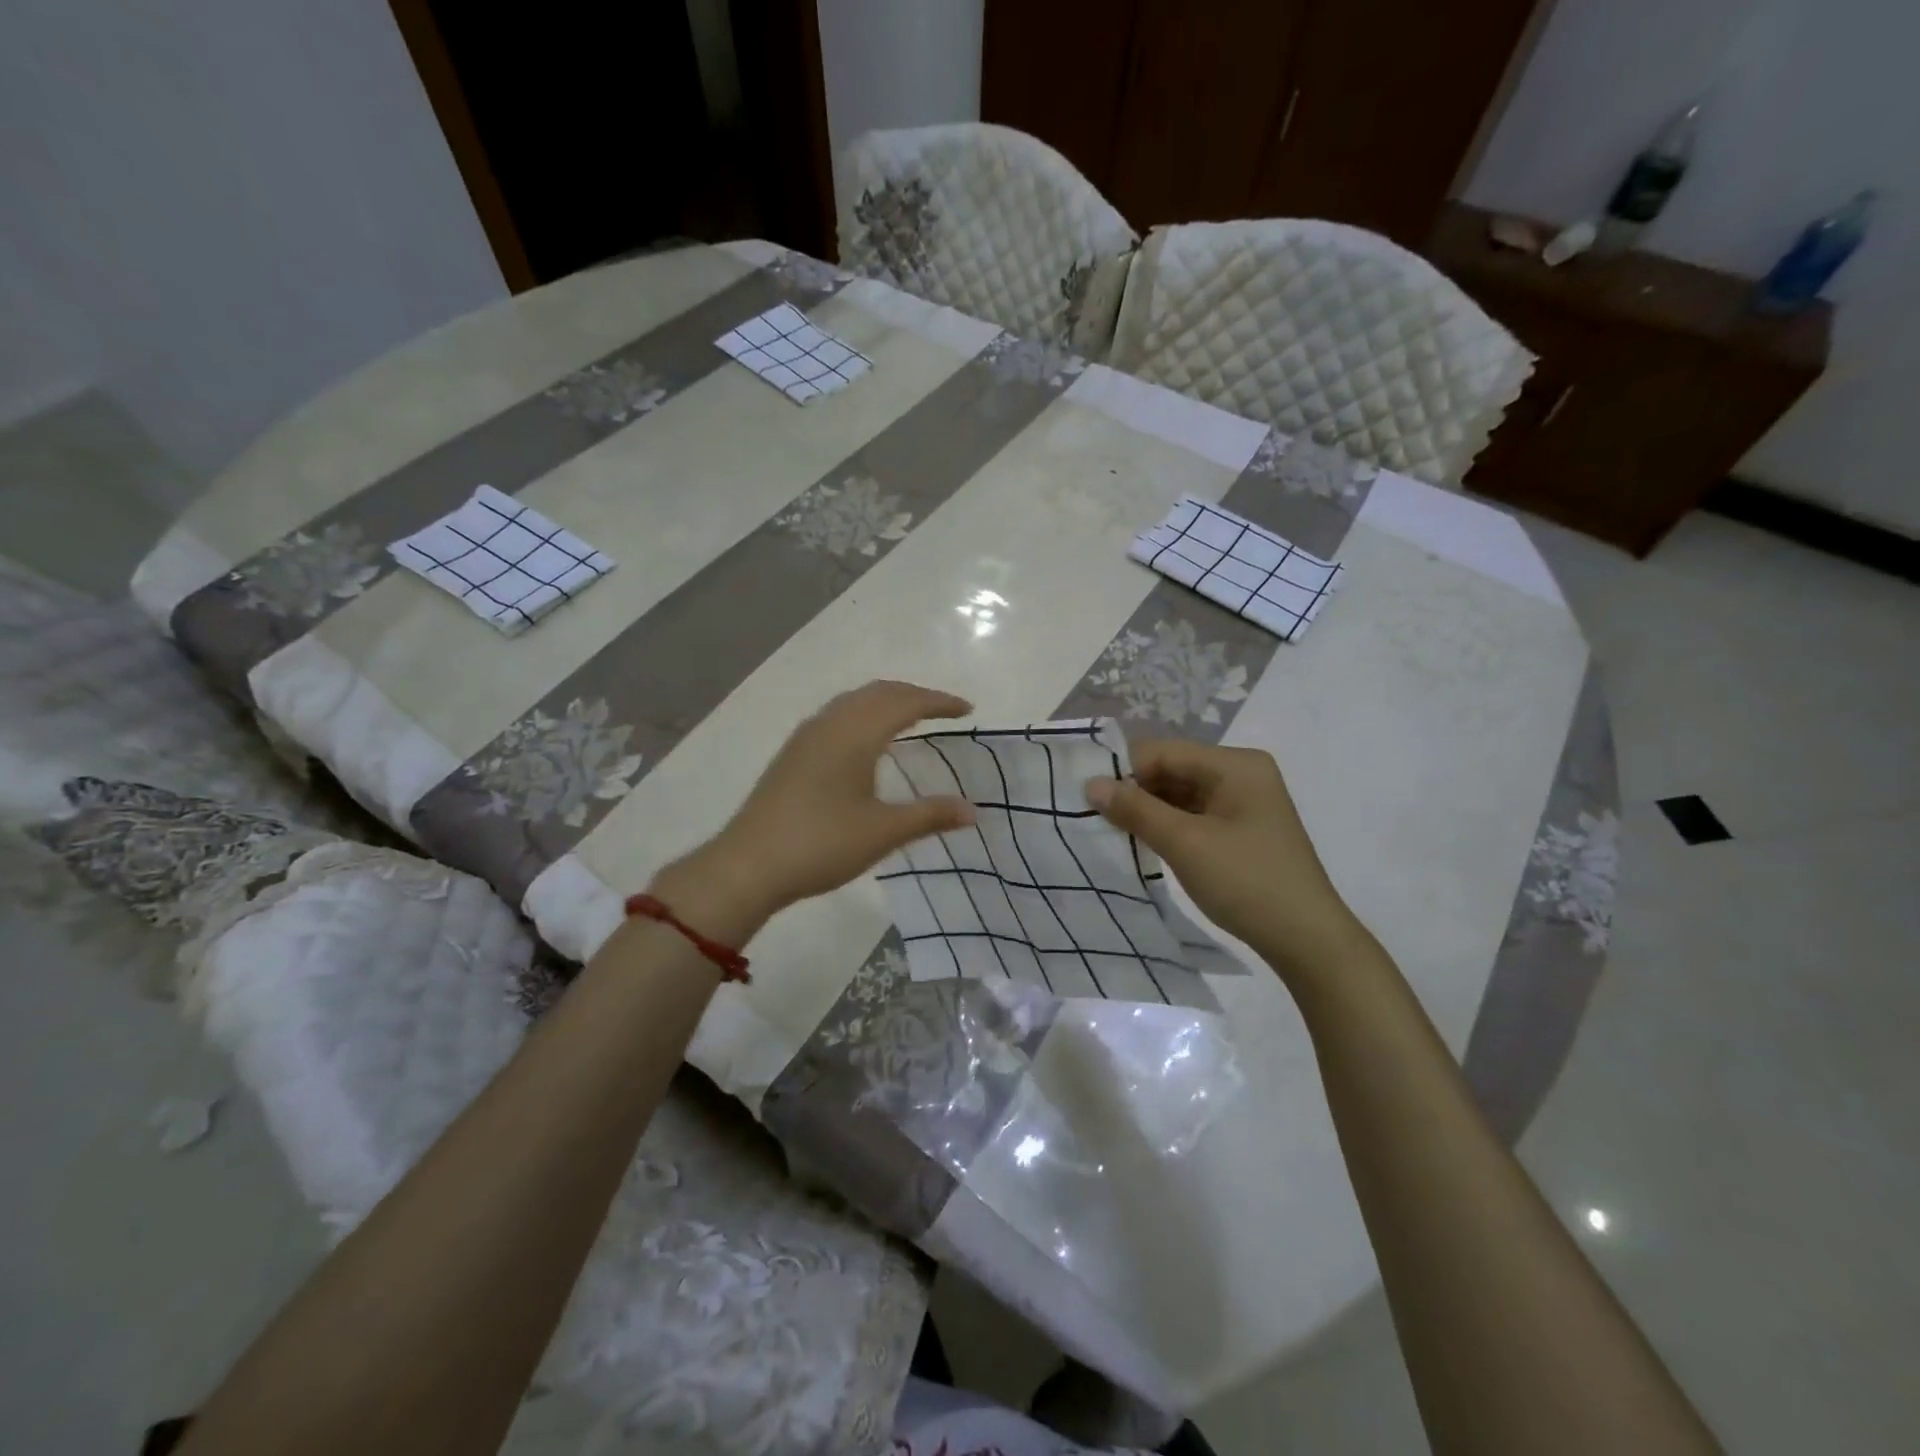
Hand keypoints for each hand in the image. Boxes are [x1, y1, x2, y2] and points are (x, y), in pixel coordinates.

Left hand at [664, 681, 975, 921]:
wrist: (749, 866)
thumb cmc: (821, 845)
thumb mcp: (883, 832)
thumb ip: (930, 816)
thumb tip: (973, 811)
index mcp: (855, 734)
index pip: (906, 702)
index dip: (939, 702)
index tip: (967, 710)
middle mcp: (830, 724)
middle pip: (878, 692)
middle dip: (914, 695)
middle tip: (944, 711)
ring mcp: (807, 737)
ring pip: (854, 701)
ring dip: (887, 702)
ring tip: (911, 719)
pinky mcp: (793, 754)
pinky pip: (838, 716)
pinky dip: (865, 715)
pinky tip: (868, 742)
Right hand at [1086, 740, 1370, 982]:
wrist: (1307, 940)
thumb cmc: (1247, 882)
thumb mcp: (1185, 843)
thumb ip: (1136, 810)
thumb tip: (1091, 784)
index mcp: (1235, 765)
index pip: (1165, 752)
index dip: (1124, 770)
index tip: (1086, 795)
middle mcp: (1242, 774)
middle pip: (1173, 770)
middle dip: (1135, 791)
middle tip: (1093, 815)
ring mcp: (1244, 803)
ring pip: (1181, 795)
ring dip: (1148, 810)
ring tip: (1111, 830)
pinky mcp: (1242, 830)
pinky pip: (1194, 815)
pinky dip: (1168, 826)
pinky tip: (1142, 842)